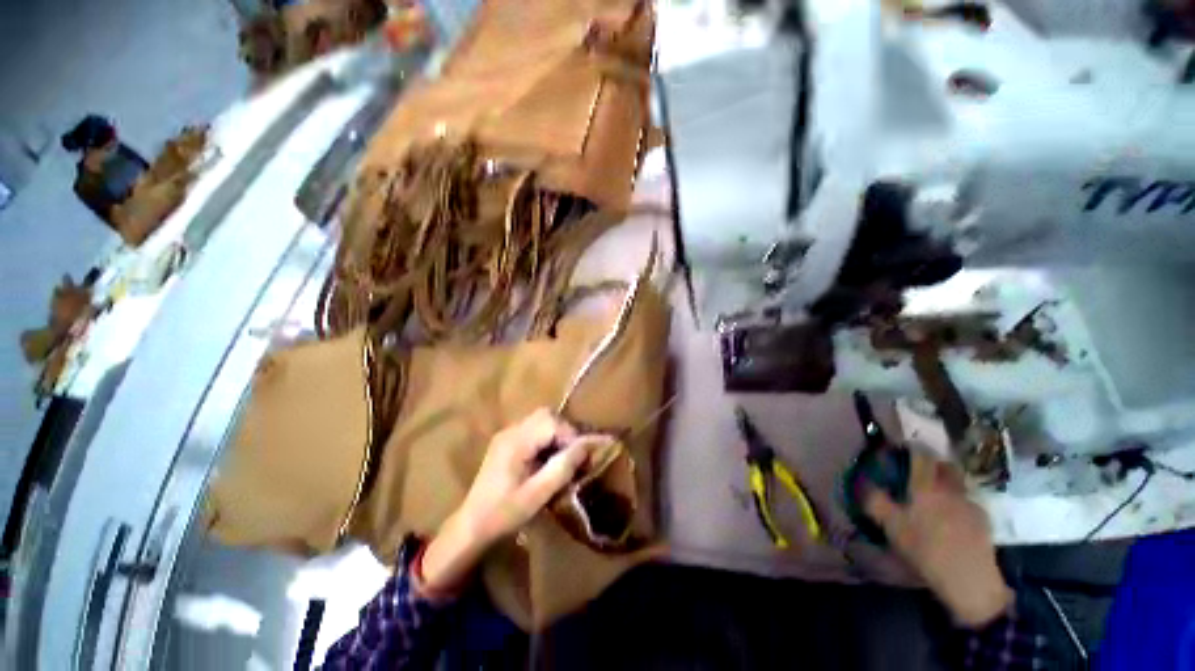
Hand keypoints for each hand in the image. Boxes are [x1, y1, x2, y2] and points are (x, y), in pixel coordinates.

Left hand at [419, 409, 588, 594]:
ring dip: (556, 433)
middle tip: (573, 454)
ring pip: (541, 419)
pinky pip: (533, 429)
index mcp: (516, 441)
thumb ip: (563, 467)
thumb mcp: (537, 494)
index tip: (582, 456)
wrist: (471, 526)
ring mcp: (507, 434)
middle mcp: (511, 431)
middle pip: (546, 415)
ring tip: (562, 457)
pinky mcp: (506, 441)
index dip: (571, 435)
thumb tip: (587, 445)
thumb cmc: (503, 513)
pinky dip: (546, 438)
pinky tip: (547, 459)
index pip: (552, 422)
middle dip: (565, 431)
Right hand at [865, 452, 1013, 627]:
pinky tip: (950, 523)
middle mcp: (951, 489)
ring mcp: (971, 504)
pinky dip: (957, 505)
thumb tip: (863, 483)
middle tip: (919, 475)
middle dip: (933, 465)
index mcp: (927, 486)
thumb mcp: (891, 526)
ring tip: (934, 502)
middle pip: (946, 466)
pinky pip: (967, 503)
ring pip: (958, 485)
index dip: (911, 449)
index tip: (901, 451)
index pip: (922, 455)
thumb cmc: (925, 549)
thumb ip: (875, 501)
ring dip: (947, 486)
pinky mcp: (984, 522)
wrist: (970, 580)